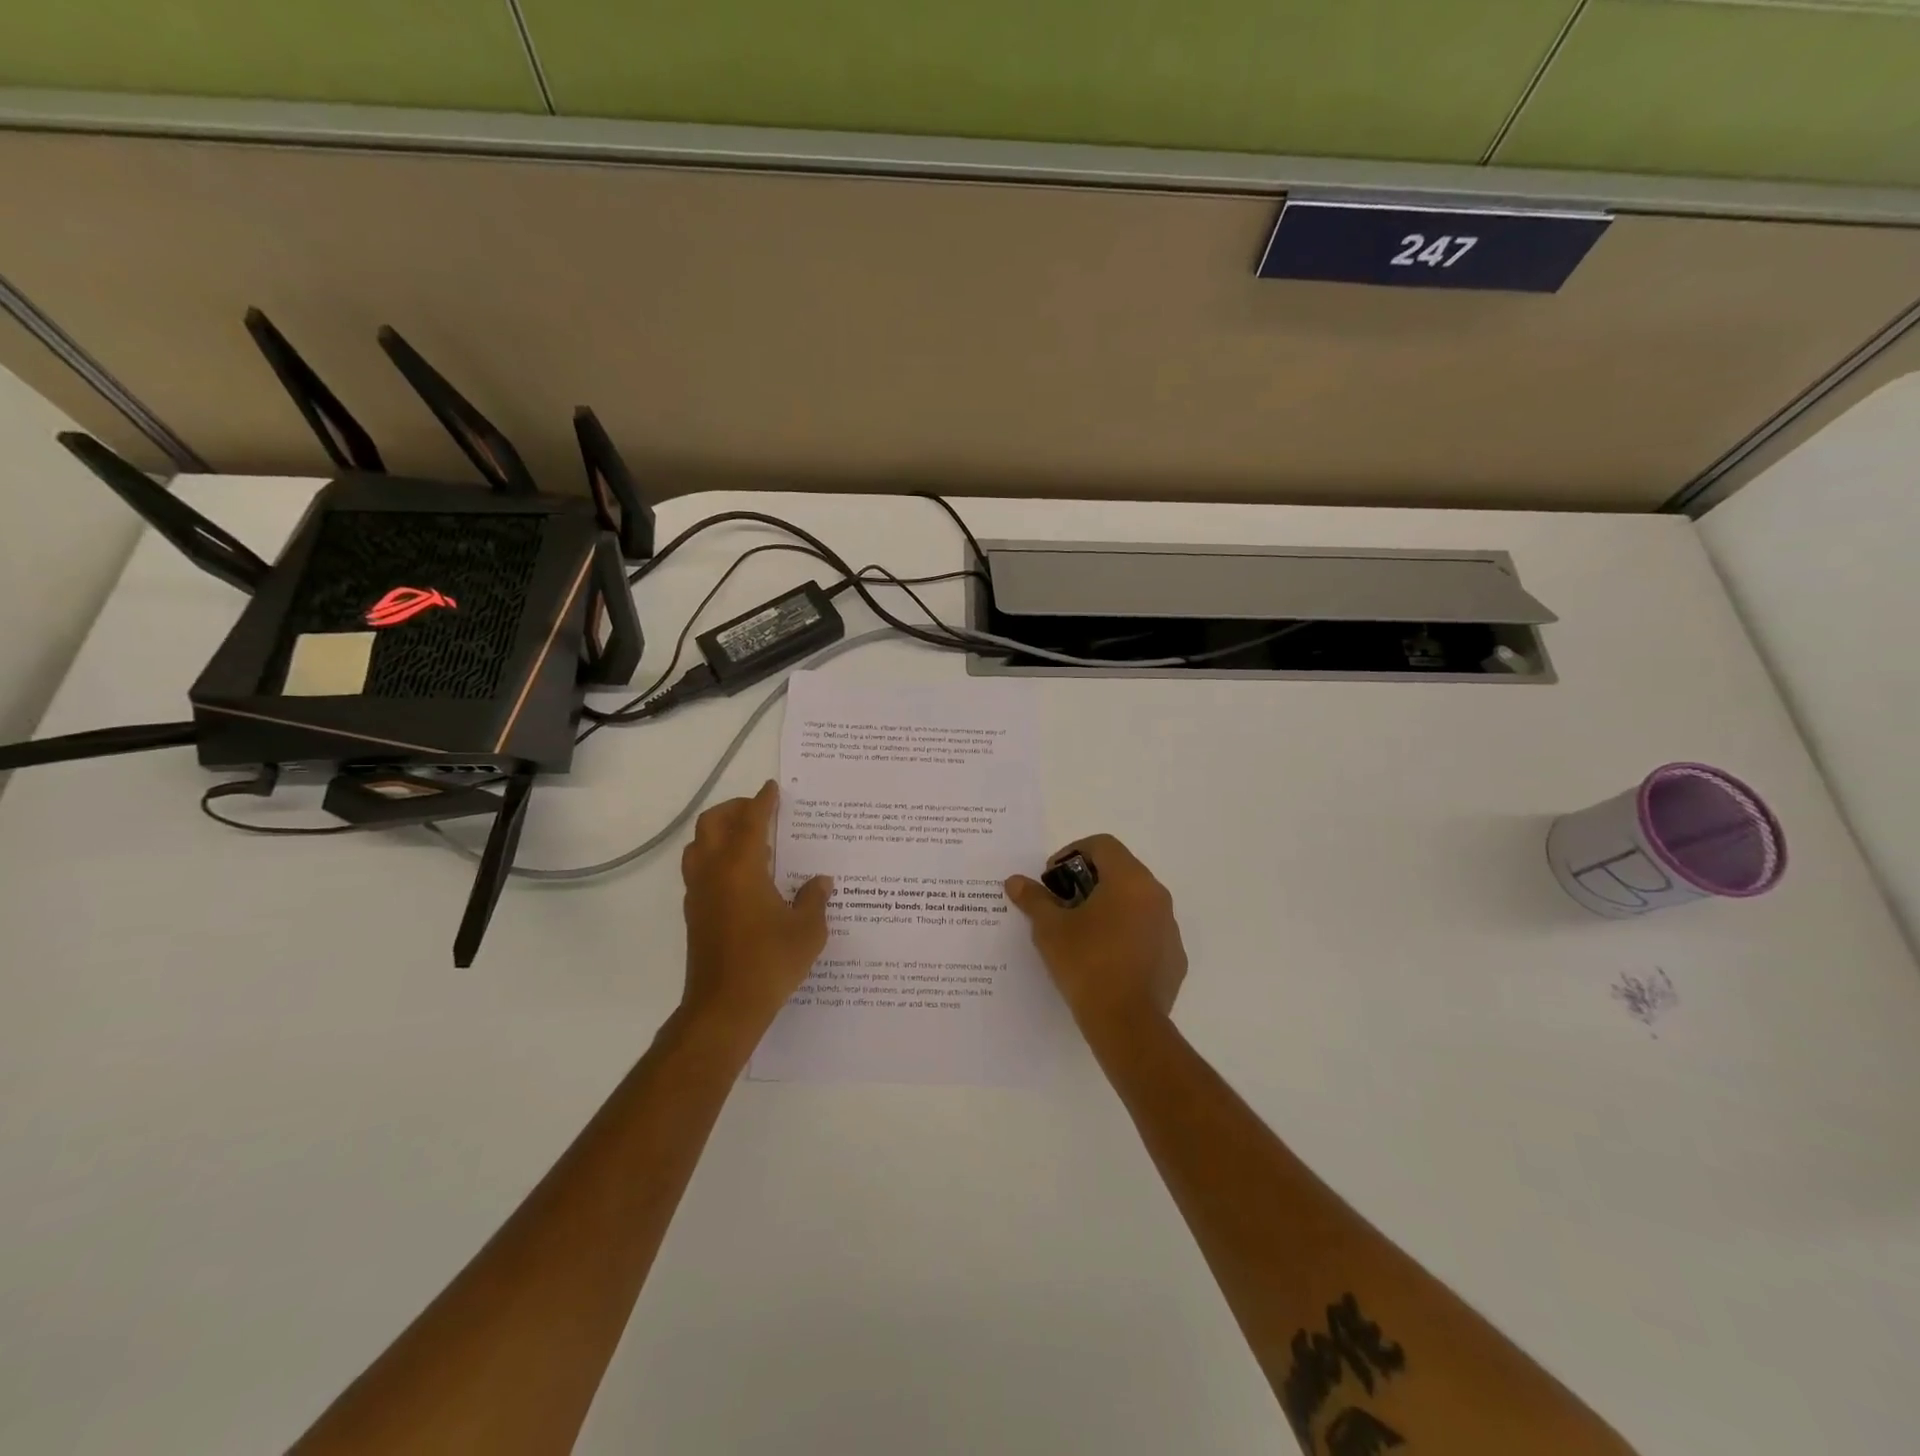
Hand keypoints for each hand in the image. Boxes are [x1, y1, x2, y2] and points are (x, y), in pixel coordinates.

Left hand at [680, 780, 832, 1042]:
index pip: (751, 821)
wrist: (724, 1008)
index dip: (762, 801)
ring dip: (719, 833)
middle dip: (734, 810)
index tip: (772, 788)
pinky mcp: (694, 914)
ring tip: (749, 840)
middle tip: (759, 811)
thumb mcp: (808, 930)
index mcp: (741, 867)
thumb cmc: (769, 962)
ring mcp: (699, 894)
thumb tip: (819, 882)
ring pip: (699, 846)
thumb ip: (814, 899)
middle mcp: (714, 873)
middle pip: (712, 824)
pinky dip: (715, 857)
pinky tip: (742, 875)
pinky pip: (699, 869)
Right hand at [1005, 833, 1186, 1035]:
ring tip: (1081, 932)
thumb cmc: (1086, 964)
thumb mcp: (1050, 929)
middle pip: (1121, 870)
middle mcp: (1156, 896)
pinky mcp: (1174, 957)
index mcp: (1129, 880)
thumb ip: (1034, 899)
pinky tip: (1105, 958)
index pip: (1102, 845)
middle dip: (1088, 880)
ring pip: (1136, 902)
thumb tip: (1015, 881)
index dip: (1072, 853)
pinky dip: (1126, 933)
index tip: (1052, 879)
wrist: (1127, 1024)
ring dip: (1109, 906)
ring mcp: (1170, 927)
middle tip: (1062, 903)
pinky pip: (1148, 932)